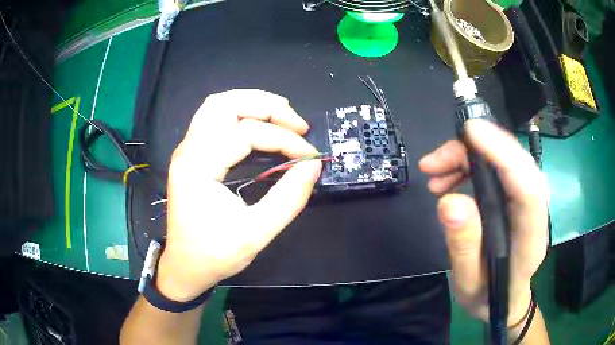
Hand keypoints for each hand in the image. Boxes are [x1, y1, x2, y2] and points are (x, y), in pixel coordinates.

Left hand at [157, 89, 321, 300]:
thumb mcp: (256, 233)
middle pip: (224, 104)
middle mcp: (188, 150)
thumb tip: (313, 166)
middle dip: (266, 105)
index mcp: (198, 168)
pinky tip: (259, 123)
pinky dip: (239, 112)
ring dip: (251, 103)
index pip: (246, 134)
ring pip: (216, 105)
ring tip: (281, 115)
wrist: (185, 266)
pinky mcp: (191, 155)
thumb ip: (288, 199)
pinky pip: (212, 118)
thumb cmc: (215, 255)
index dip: (284, 139)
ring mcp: (186, 150)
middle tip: (296, 122)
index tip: (310, 155)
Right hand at [419, 119, 548, 325]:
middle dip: (476, 149)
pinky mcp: (517, 195)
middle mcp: (535, 210)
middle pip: (516, 163)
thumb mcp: (469, 282)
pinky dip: (470, 164)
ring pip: (505, 159)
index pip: (527, 188)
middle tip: (434, 161)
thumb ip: (463, 246)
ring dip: (468, 156)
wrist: (507, 298)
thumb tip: (450, 201)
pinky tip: (447, 179)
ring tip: (433, 172)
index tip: (471, 133)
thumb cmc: (489, 295)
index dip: (503, 154)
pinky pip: (497, 167)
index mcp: (529, 238)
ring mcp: (528, 199)